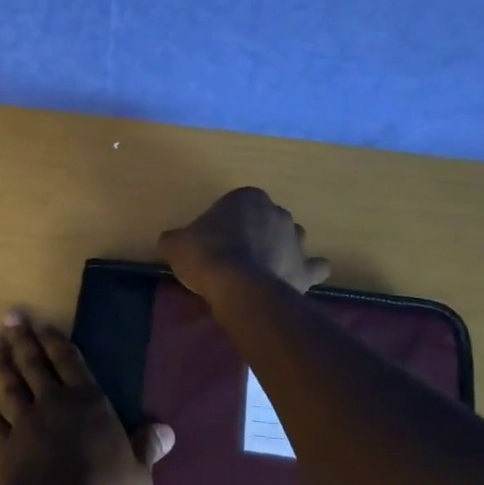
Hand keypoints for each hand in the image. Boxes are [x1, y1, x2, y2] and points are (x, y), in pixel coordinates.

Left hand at [0, 311, 172, 484]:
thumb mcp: (137, 475)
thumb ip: (147, 449)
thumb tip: (166, 431)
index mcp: (88, 403)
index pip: (71, 362)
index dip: (57, 341)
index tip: (43, 324)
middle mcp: (54, 404)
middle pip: (36, 364)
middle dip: (23, 339)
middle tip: (10, 316)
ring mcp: (25, 424)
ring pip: (11, 386)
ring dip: (0, 364)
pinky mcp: (5, 447)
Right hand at [158, 187, 331, 297]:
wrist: (237, 286)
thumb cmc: (206, 255)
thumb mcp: (176, 243)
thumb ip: (175, 239)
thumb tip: (169, 241)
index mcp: (248, 198)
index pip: (236, 205)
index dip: (225, 223)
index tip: (213, 241)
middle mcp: (278, 212)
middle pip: (266, 220)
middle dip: (256, 234)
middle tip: (235, 256)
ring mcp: (297, 240)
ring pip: (292, 239)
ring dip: (281, 250)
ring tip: (262, 270)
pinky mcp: (306, 268)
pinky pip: (314, 267)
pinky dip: (307, 272)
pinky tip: (295, 279)